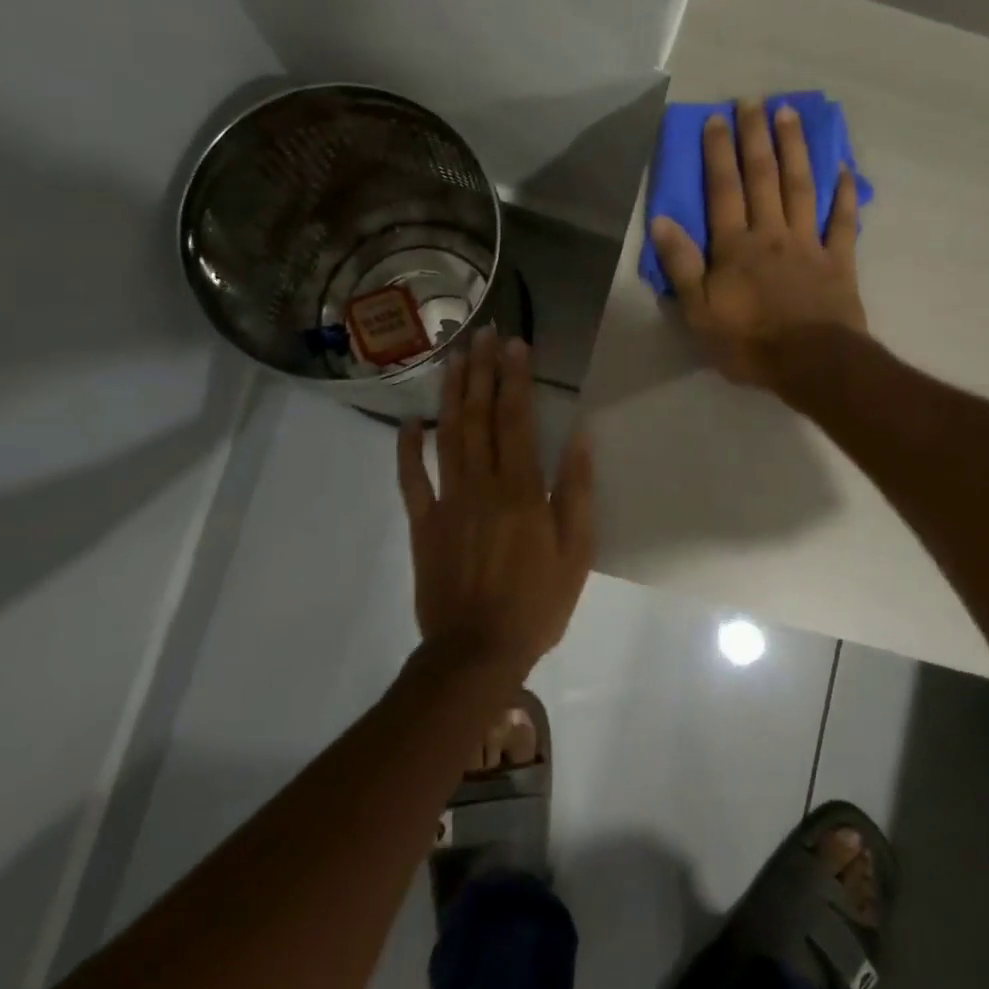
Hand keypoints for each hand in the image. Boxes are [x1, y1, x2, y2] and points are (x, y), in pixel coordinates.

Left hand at [397, 328, 594, 675]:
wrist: (476, 651)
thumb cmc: (536, 603)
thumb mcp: (576, 552)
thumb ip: (577, 493)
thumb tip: (580, 437)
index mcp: (521, 490)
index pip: (517, 420)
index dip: (516, 379)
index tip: (516, 345)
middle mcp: (481, 484)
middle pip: (480, 417)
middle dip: (482, 373)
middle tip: (483, 336)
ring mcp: (447, 501)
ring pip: (447, 437)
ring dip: (451, 395)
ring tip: (453, 359)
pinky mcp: (424, 523)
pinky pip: (411, 480)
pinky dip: (408, 449)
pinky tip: (410, 422)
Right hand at [649, 99, 866, 391]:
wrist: (811, 364)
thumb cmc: (749, 342)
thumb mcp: (699, 312)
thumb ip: (682, 265)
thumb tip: (662, 220)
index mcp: (736, 246)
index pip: (724, 189)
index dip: (718, 153)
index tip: (717, 118)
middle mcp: (772, 233)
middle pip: (764, 177)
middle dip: (756, 137)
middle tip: (754, 100)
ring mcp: (809, 243)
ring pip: (802, 186)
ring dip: (795, 148)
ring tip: (790, 113)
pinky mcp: (839, 260)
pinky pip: (843, 221)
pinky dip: (844, 194)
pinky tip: (843, 167)